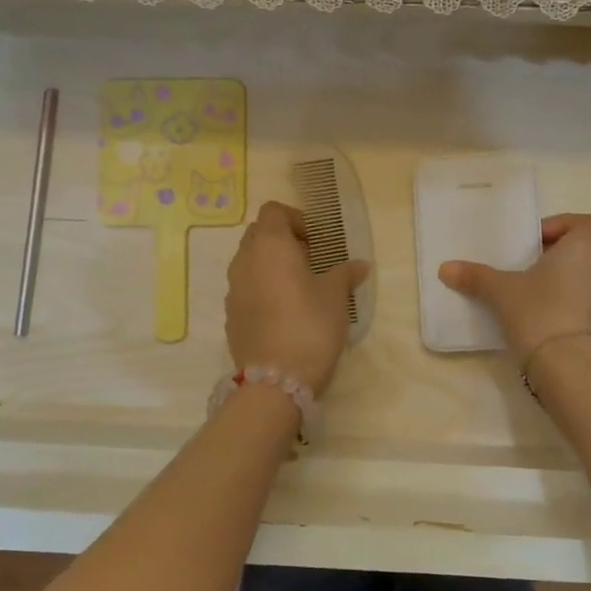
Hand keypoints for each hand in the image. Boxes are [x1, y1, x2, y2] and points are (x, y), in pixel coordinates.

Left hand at [225, 202, 371, 394]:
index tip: (316, 239)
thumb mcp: (335, 297)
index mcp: (270, 245)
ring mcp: (233, 288)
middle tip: (309, 259)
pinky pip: (245, 286)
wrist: (274, 379)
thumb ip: (346, 274)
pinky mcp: (230, 313)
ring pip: (249, 260)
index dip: (295, 218)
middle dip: (282, 239)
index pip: (273, 211)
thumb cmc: (310, 326)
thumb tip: (360, 265)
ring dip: (270, 263)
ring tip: (297, 285)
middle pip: (258, 233)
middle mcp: (245, 260)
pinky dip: (261, 287)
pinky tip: (282, 310)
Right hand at [439, 213, 590, 366]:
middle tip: (546, 264)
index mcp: (587, 245)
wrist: (571, 367)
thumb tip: (445, 268)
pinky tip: (565, 316)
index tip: (536, 243)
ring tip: (554, 290)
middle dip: (577, 250)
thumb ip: (475, 276)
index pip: (586, 222)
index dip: (562, 227)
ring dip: (586, 275)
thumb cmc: (539, 313)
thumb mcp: (501, 292)